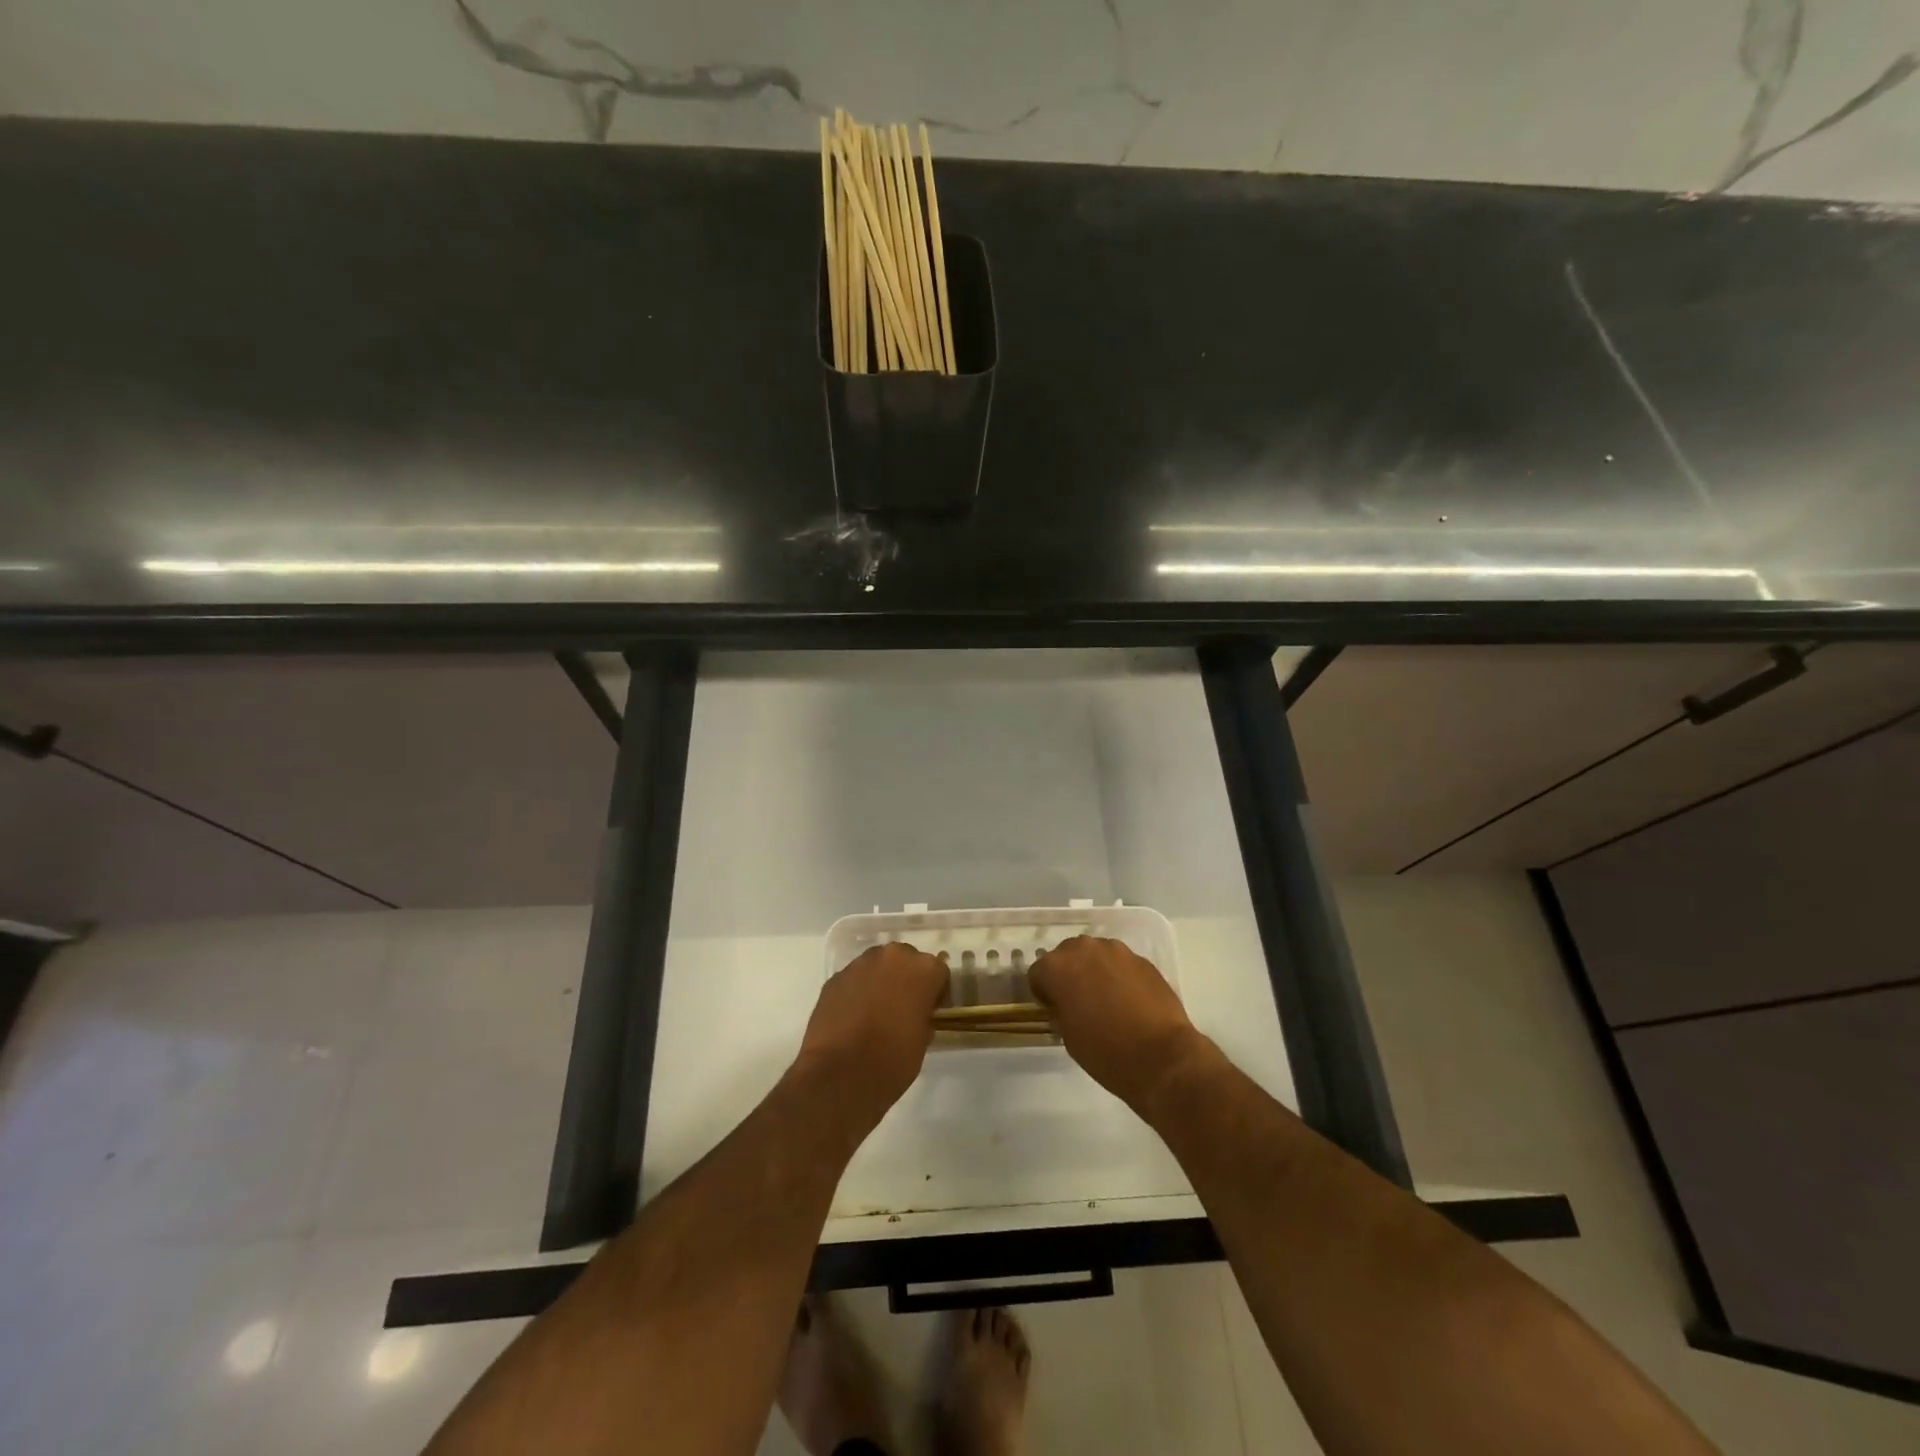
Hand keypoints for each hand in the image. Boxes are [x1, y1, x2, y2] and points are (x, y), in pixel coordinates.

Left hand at [796, 943, 947, 1126]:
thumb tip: (917, 1011)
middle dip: (908, 979)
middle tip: (904, 1008)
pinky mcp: (835, 978)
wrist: (838, 1076)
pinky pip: (854, 980)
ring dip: (881, 982)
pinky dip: (857, 992)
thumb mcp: (923, 1040)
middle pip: (906, 960)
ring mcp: (859, 964)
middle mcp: (892, 957)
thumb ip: (924, 1014)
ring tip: (876, 1012)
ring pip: (878, 966)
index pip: (939, 971)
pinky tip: (854, 1018)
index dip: (937, 992)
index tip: (931, 1011)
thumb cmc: (892, 1060)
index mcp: (922, 969)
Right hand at [1029, 935, 1209, 1113]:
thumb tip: (1064, 1002)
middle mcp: (1083, 948)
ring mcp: (1115, 950)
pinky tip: (1128, 1000)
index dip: (1044, 993)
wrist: (1160, 1056)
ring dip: (1094, 971)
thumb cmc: (1105, 1051)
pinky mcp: (1141, 958)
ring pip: (1095, 955)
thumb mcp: (1067, 1035)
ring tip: (1106, 1000)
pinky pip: (1119, 963)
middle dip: (1069, 975)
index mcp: (1056, 967)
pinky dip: (1118, 976)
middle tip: (1079, 1002)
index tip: (1055, 1010)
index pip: (1038, 973)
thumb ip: (1060, 1008)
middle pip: (1066, 956)